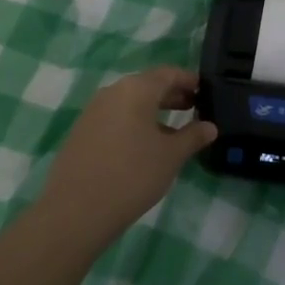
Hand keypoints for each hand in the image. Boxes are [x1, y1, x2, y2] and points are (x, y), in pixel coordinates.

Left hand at [37, 67, 215, 250]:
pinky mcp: (82, 131)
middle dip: (172, 95)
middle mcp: (113, 91)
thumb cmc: (132, 175)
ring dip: (153, 111)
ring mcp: (93, 111)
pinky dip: (134, 123)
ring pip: (130, 102)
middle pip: (148, 85)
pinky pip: (115, 117)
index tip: (204, 90)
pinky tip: (143, 146)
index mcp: (136, 89)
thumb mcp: (171, 156)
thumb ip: (193, 137)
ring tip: (172, 131)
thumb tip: (210, 126)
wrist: (74, 211)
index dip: (188, 80)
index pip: (168, 73)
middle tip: (193, 108)